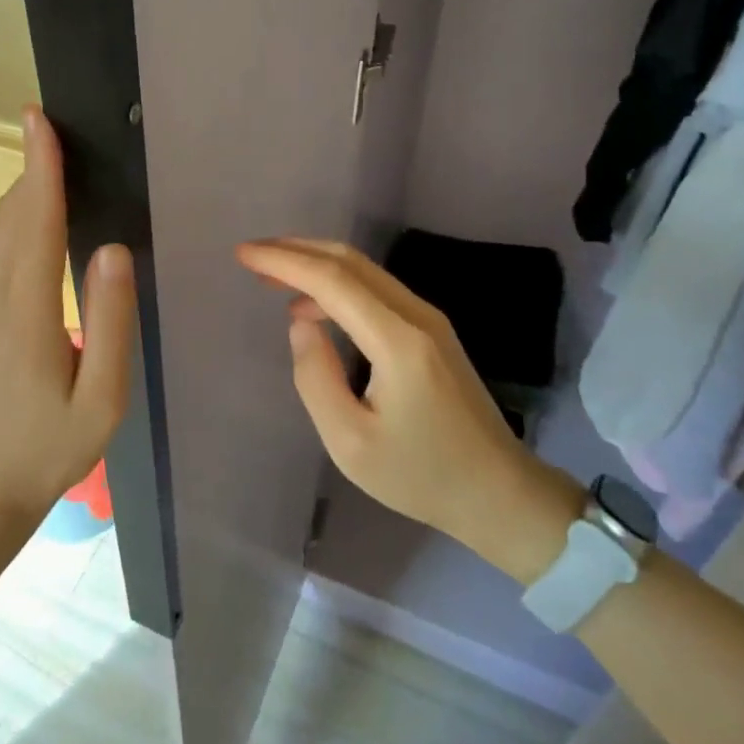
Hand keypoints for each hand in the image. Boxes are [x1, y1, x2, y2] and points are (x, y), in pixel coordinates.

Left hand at [0, 106, 134, 533]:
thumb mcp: (102, 398)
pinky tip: (29, 211)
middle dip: (31, 167)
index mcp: (27, 313)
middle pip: (12, 215)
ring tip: (48, 158)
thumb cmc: (53, 445)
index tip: (39, 121)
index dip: (40, 169)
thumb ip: (110, 321)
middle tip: (53, 127)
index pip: (35, 224)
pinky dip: (11, 215)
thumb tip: (113, 249)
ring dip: (21, 189)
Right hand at [235, 238, 578, 581]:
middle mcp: (416, 315)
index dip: (284, 261)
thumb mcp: (350, 443)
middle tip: (253, 258)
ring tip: (272, 278)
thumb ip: (315, 378)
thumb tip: (300, 325)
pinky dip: (337, 285)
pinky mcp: (432, 331)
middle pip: (349, 262)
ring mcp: (429, 320)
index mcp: (397, 341)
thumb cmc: (421, 475)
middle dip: (296, 251)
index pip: (332, 281)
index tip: (243, 254)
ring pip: (364, 271)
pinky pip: (376, 290)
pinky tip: (314, 308)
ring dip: (316, 265)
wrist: (499, 492)